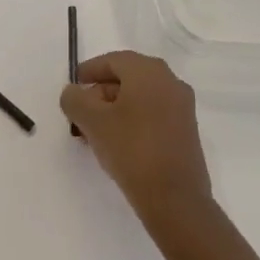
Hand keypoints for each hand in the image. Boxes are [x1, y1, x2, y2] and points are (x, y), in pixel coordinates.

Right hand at [62, 52, 213, 232]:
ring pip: (140, 97)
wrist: (175, 199)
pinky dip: (133, 120)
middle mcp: (170, 81)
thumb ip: (74, 99)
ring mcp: (182, 107)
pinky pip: (153, 113)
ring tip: (95, 131)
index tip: (73, 88)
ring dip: (115, 108)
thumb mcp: (91, 121)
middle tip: (81, 113)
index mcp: (148, 71)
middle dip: (100, 92)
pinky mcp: (187, 131)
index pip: (112, 61)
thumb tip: (74, 92)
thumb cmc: (131, 149)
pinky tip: (118, 142)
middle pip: (127, 77)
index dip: (89, 71)